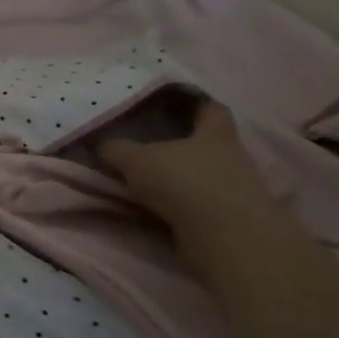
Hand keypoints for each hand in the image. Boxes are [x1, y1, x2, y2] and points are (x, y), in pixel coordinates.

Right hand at [96, 100, 273, 226]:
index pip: (212, 108)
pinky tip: (162, 204)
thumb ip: (116, 148)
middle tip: (152, 141)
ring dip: (184, 175)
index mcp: (215, 134)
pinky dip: (185, 201)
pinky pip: (204, 200)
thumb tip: (101, 144)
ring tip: (152, 178)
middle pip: (209, 142)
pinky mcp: (233, 217)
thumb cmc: (183, 182)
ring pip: (206, 173)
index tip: (176, 100)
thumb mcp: (135, 159)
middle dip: (185, 142)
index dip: (196, 102)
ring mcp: (237, 189)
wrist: (226, 237)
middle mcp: (233, 157)